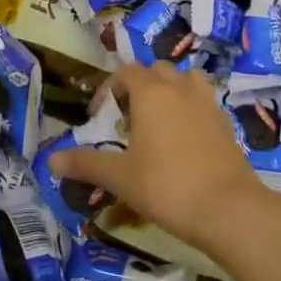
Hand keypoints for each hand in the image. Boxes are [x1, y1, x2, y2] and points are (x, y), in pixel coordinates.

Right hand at [50, 62, 273, 252]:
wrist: (229, 209)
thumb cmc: (166, 186)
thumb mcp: (120, 177)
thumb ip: (85, 164)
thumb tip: (51, 160)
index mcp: (150, 92)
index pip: (126, 73)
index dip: (110, 89)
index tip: (100, 116)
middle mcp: (179, 88)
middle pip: (157, 70)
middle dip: (140, 86)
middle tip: (129, 117)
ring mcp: (207, 103)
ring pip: (186, 80)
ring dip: (171, 90)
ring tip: (160, 120)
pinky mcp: (226, 123)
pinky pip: (204, 102)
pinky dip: (192, 109)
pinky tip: (185, 139)